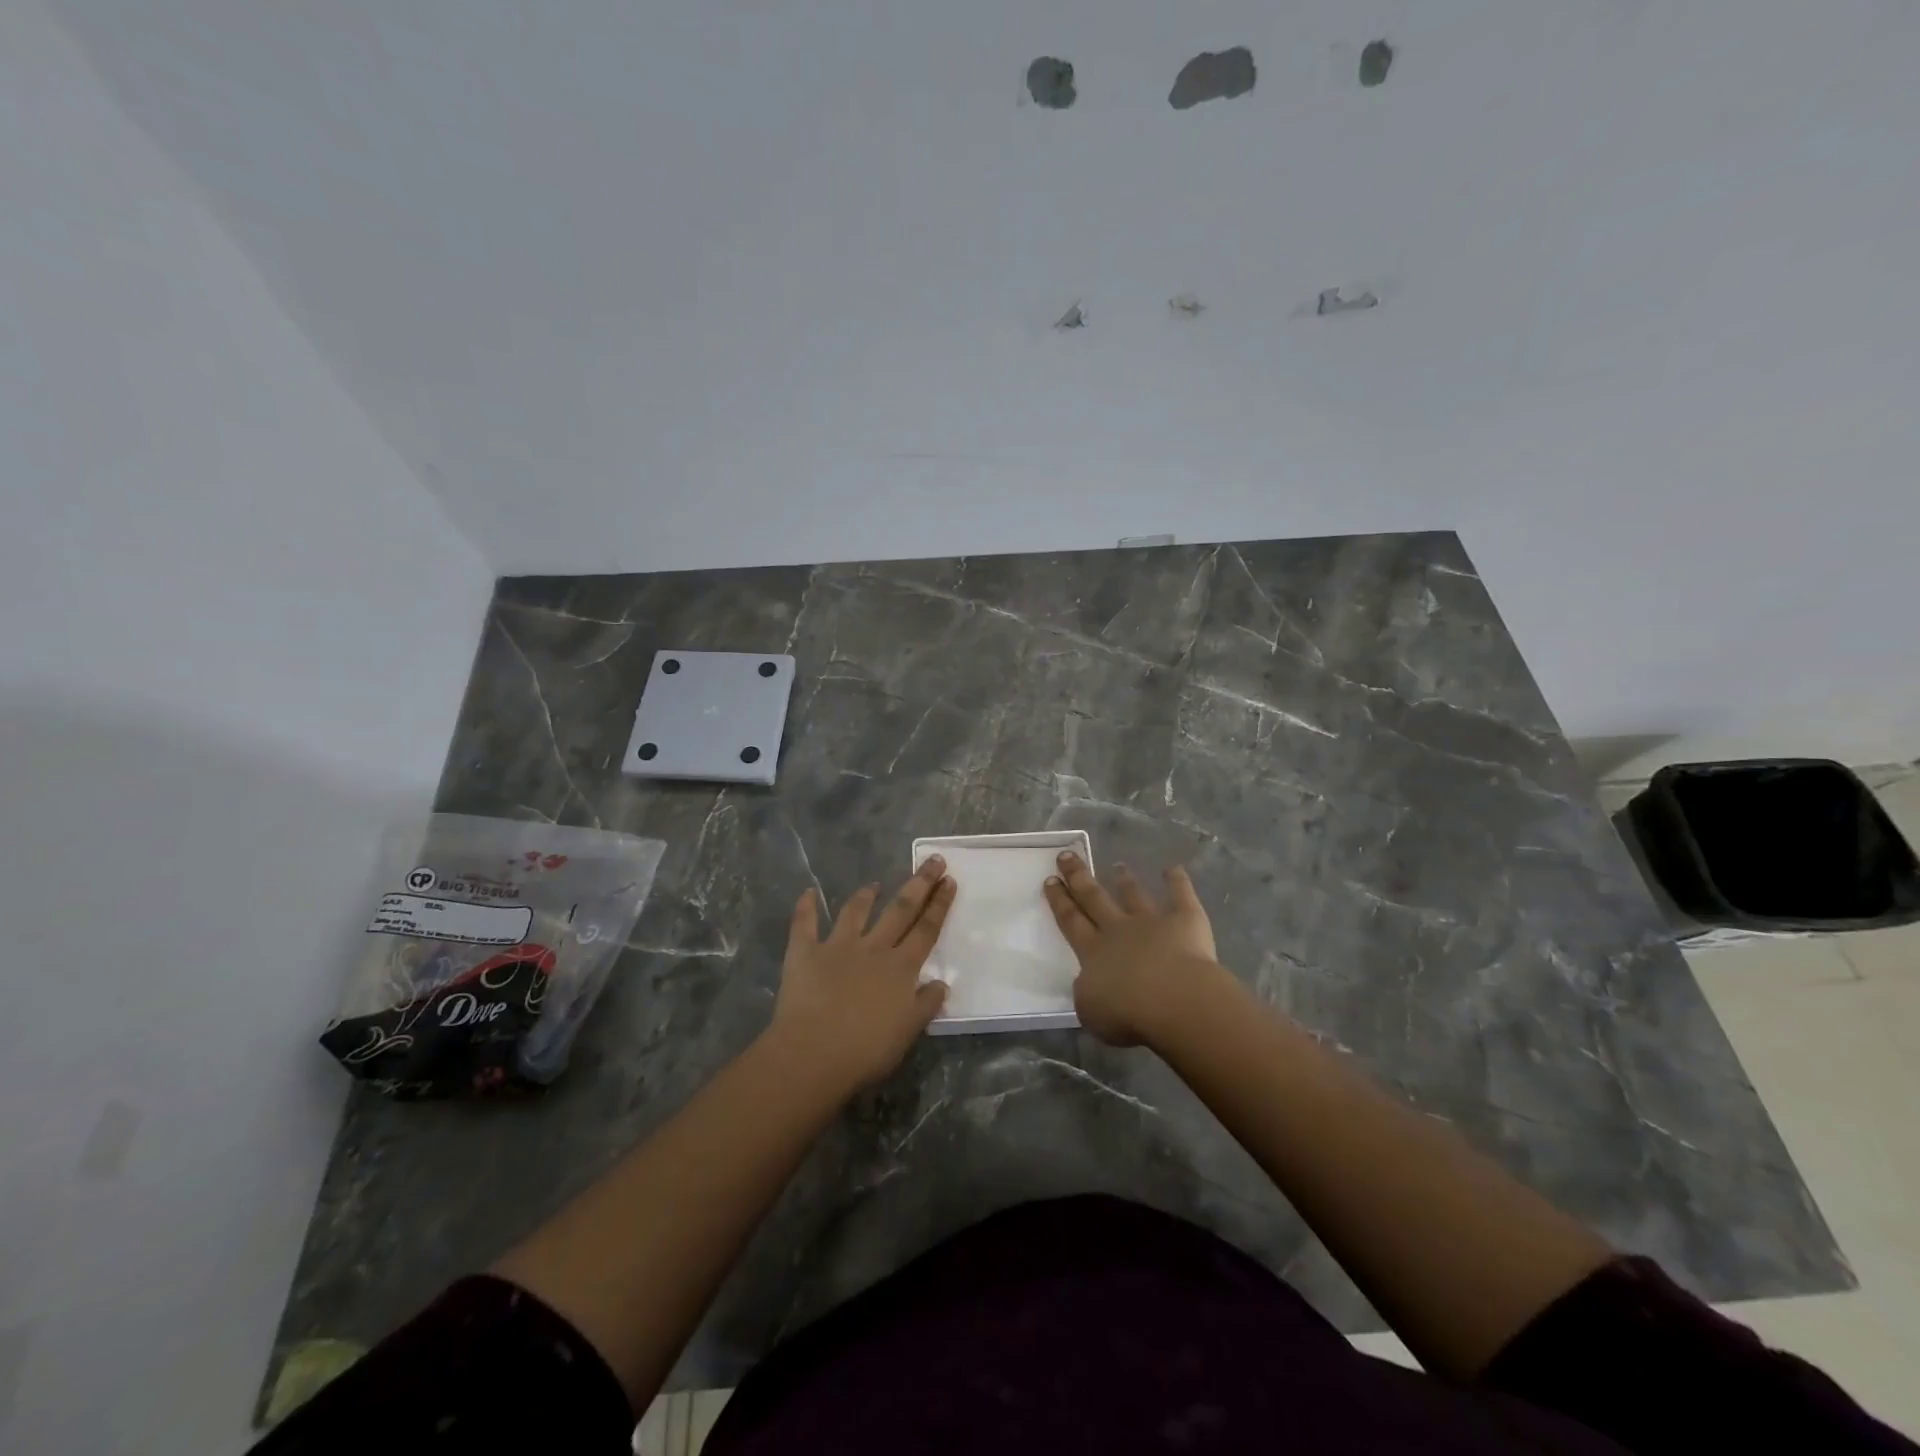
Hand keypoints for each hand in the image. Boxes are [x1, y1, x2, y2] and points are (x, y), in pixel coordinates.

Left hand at [769, 856, 954, 1089]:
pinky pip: (804, 925)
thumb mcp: (908, 1031)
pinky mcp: (804, 953)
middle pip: (900, 910)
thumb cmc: (866, 1050)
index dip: (939, 905)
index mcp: (901, 968)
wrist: (812, 1054)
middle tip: (932, 861)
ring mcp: (838, 947)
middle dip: (919, 884)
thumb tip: (942, 982)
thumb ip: (926, 1004)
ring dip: (866, 895)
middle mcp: (873, 949)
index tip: (949, 880)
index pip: (926, 930)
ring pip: (855, 912)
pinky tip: (808, 892)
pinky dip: (806, 907)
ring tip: (875, 883)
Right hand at [1043, 853, 1228, 1047]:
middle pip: (1094, 898)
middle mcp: (1119, 930)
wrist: (1175, 1000)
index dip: (1059, 901)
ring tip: (1117, 866)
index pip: (1071, 922)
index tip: (1050, 880)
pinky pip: (1180, 895)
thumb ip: (1088, 993)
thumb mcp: (1091, 1010)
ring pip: (1134, 895)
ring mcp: (1152, 922)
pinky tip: (1174, 868)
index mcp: (1093, 952)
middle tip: (1067, 857)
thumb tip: (1091, 982)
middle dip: (1079, 877)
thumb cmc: (1129, 1013)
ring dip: (1125, 880)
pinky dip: (1177, 880)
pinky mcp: (1185, 920)